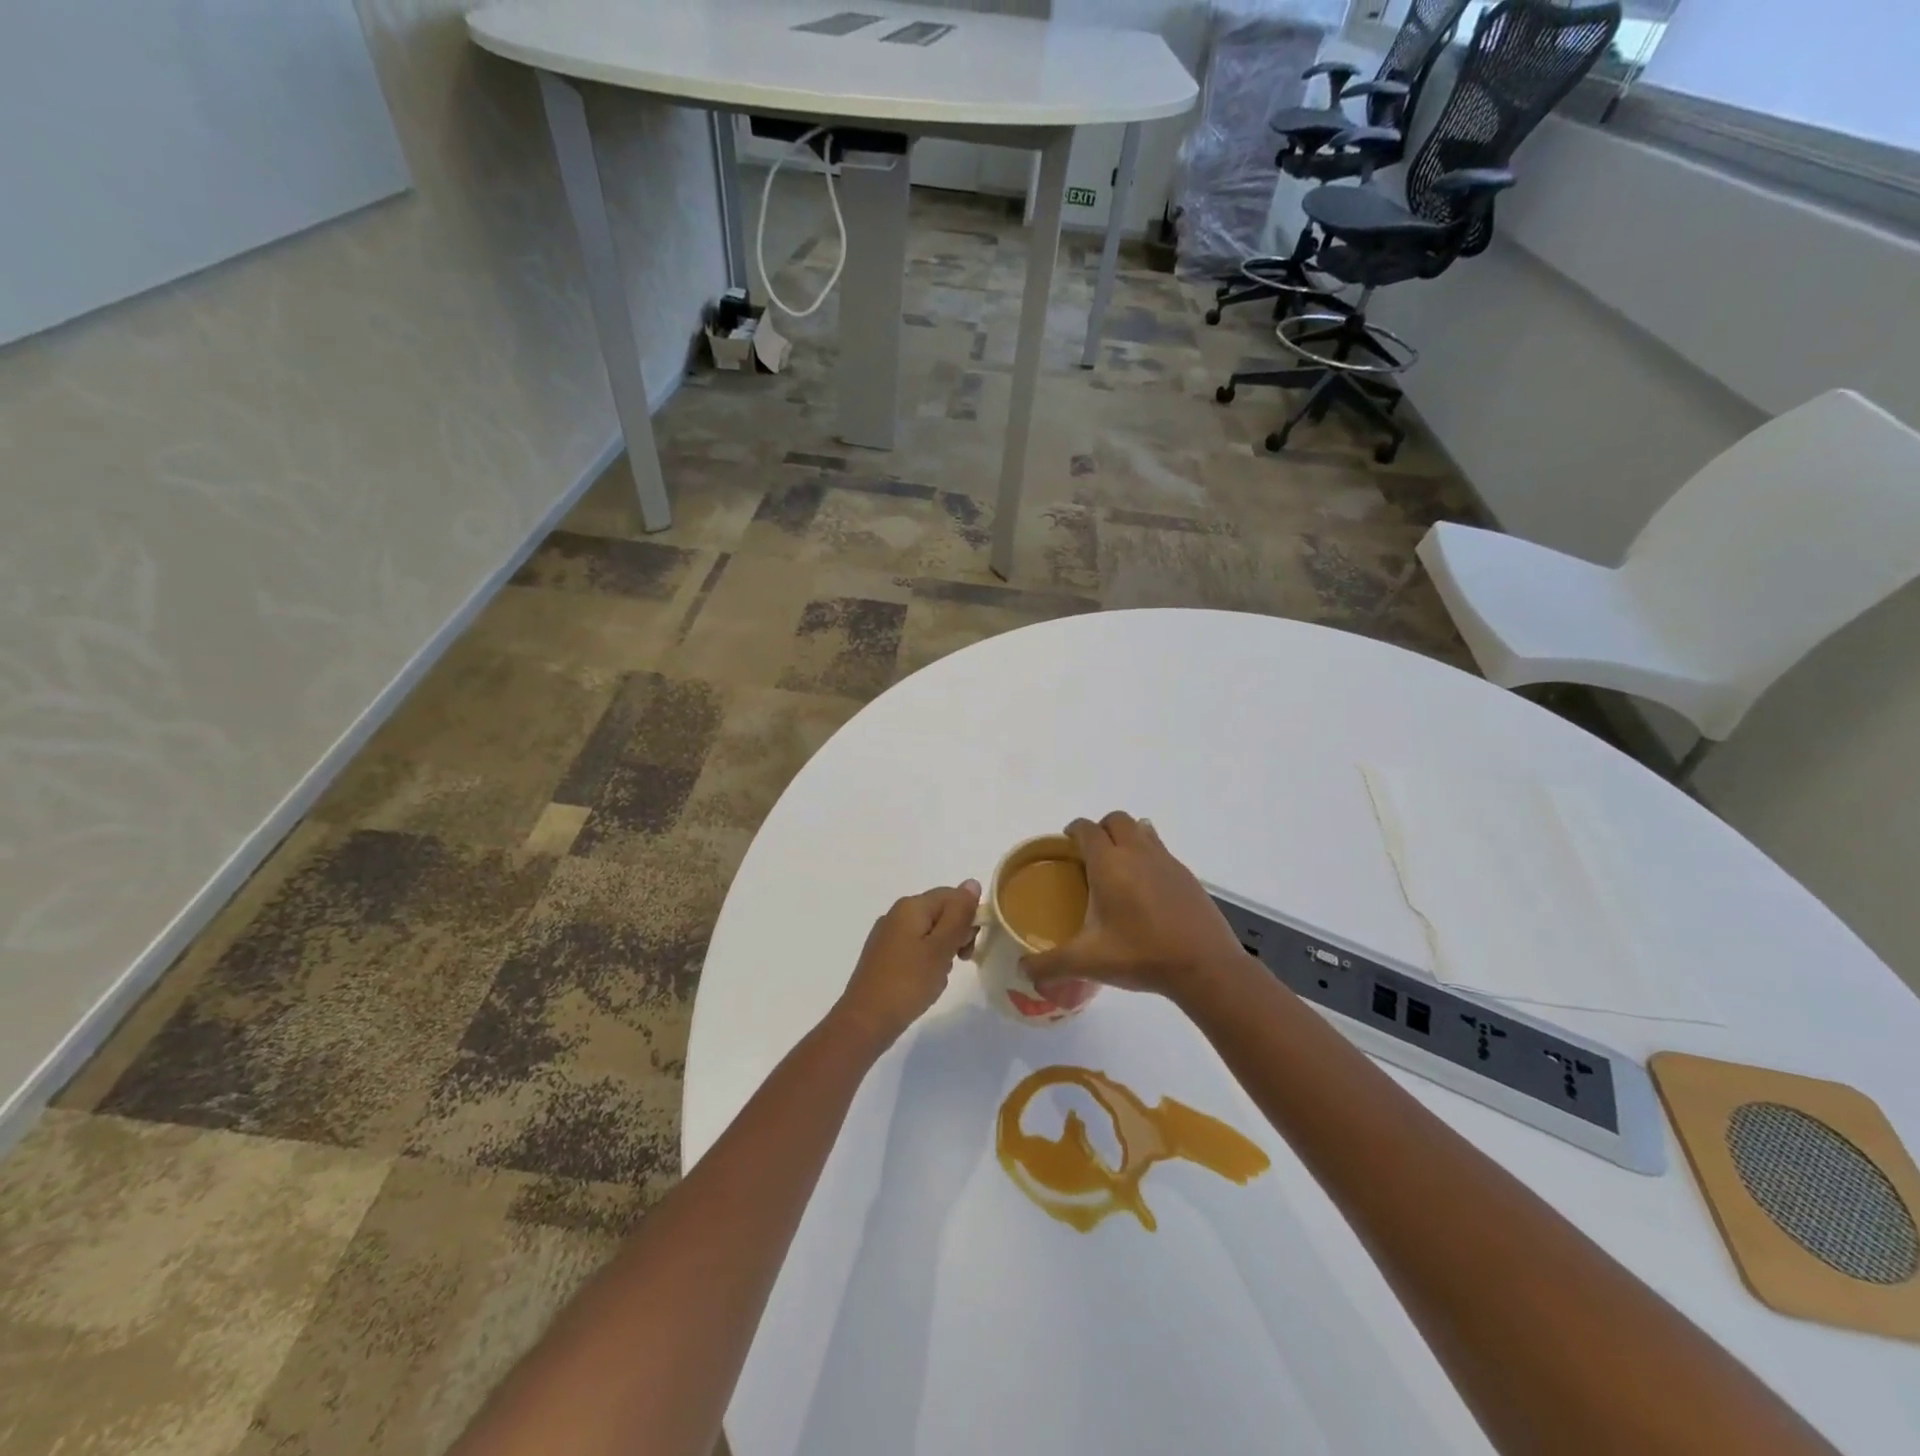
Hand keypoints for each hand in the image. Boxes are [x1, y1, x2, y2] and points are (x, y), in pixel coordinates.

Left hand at [833, 881, 981, 1045]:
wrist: (865, 1021)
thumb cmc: (908, 982)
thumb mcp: (941, 947)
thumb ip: (958, 914)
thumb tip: (972, 882)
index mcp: (910, 906)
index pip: (952, 895)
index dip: (968, 917)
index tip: (969, 946)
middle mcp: (896, 914)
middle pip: (940, 912)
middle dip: (956, 934)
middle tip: (958, 961)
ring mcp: (887, 935)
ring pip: (929, 932)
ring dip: (943, 951)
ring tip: (939, 976)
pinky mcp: (883, 956)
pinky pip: (915, 948)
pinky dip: (927, 961)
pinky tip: (925, 982)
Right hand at [1022, 812, 1247, 998]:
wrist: (1204, 966)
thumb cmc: (1141, 954)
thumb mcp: (1088, 962)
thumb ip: (1050, 964)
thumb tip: (1024, 970)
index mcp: (1108, 863)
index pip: (1086, 828)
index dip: (1073, 830)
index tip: (1066, 844)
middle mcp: (1137, 852)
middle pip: (1116, 820)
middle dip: (1101, 829)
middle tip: (1091, 856)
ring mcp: (1166, 861)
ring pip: (1142, 829)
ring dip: (1127, 837)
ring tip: (1119, 866)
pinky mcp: (1187, 875)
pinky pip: (1162, 850)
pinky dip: (1149, 857)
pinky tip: (1147, 889)